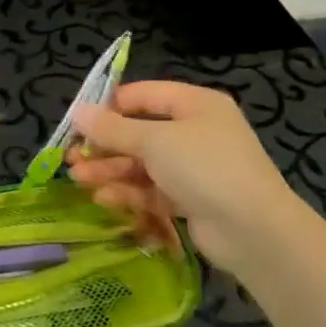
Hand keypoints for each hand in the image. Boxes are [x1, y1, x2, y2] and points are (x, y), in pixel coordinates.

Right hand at [67, 81, 305, 277]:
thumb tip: (77, 111)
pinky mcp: (191, 199)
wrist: (254, 231)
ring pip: (142, 163)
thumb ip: (112, 128)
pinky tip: (104, 199)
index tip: (78, 121)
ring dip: (110, 170)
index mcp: (194, 104)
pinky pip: (152, 189)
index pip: (143, 95)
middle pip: (139, 132)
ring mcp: (194, 167)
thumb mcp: (154, 141)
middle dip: (104, 145)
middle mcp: (195, 131)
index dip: (108, 106)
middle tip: (71, 157)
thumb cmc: (204, 167)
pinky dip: (128, 192)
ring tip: (79, 180)